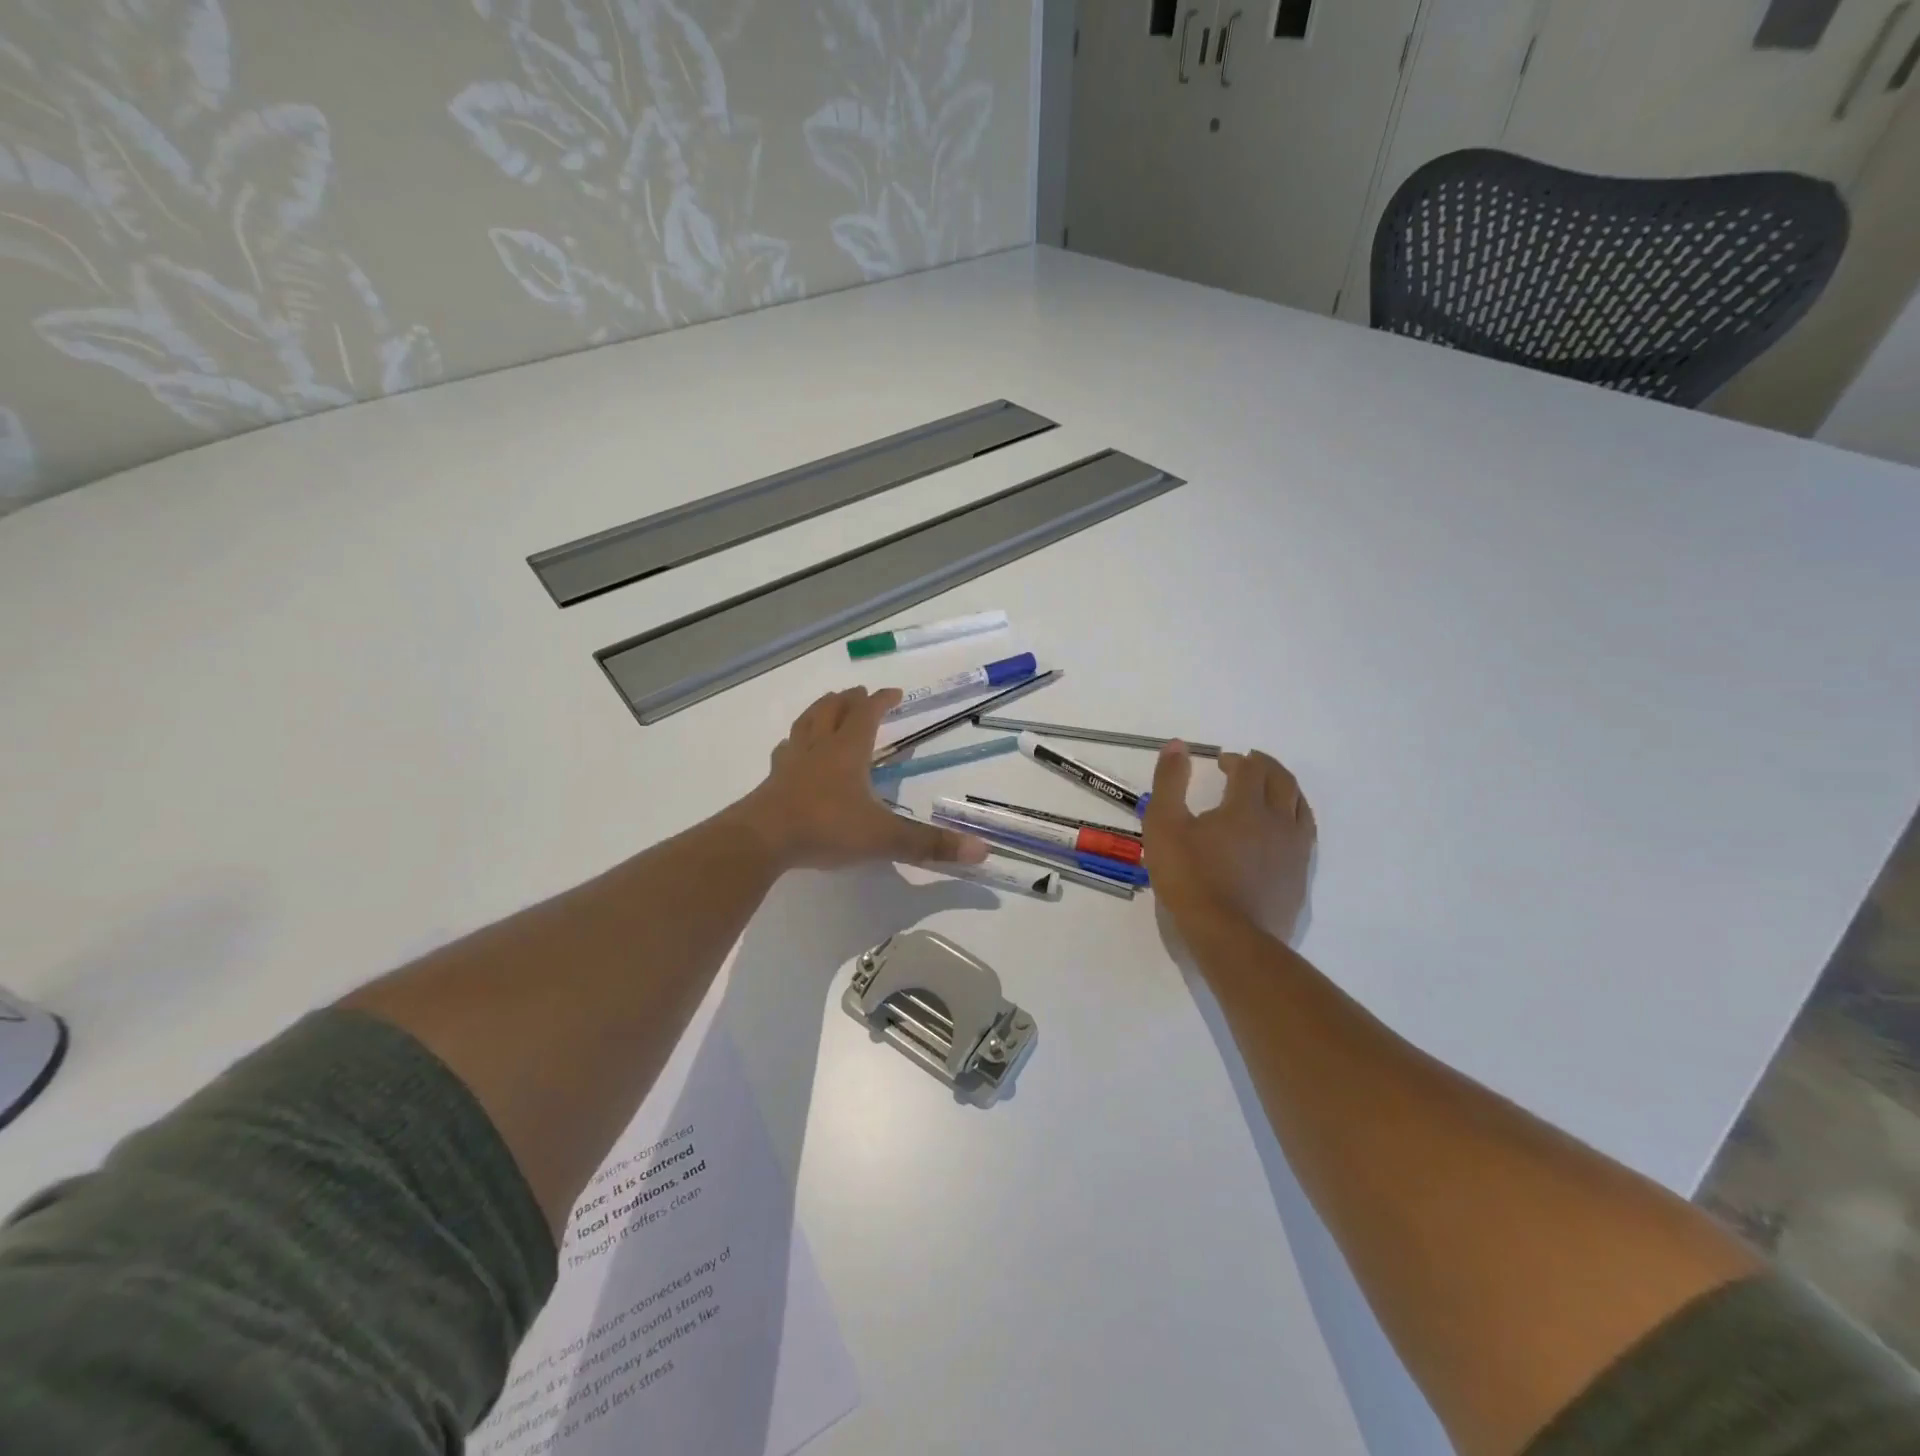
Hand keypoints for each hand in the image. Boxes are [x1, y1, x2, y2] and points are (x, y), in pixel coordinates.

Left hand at [732, 688, 989, 872]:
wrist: (762, 840)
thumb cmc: (826, 828)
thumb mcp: (884, 838)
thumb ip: (929, 844)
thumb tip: (982, 850)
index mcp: (848, 751)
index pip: (868, 714)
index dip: (882, 701)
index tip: (895, 693)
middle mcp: (819, 747)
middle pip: (833, 710)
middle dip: (849, 700)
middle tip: (860, 694)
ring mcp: (792, 762)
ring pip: (806, 723)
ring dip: (820, 711)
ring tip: (827, 707)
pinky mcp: (773, 780)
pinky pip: (786, 750)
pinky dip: (795, 742)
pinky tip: (793, 750)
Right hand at [1144, 743, 1314, 942]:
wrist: (1230, 937)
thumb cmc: (1191, 879)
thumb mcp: (1164, 826)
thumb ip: (1169, 782)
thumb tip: (1178, 745)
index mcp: (1246, 806)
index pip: (1250, 769)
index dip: (1237, 760)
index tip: (1222, 762)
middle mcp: (1278, 822)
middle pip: (1282, 782)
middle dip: (1266, 767)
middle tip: (1250, 764)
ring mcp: (1295, 851)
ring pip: (1301, 807)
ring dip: (1286, 789)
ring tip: (1272, 789)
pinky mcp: (1300, 877)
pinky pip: (1305, 836)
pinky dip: (1295, 819)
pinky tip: (1282, 831)